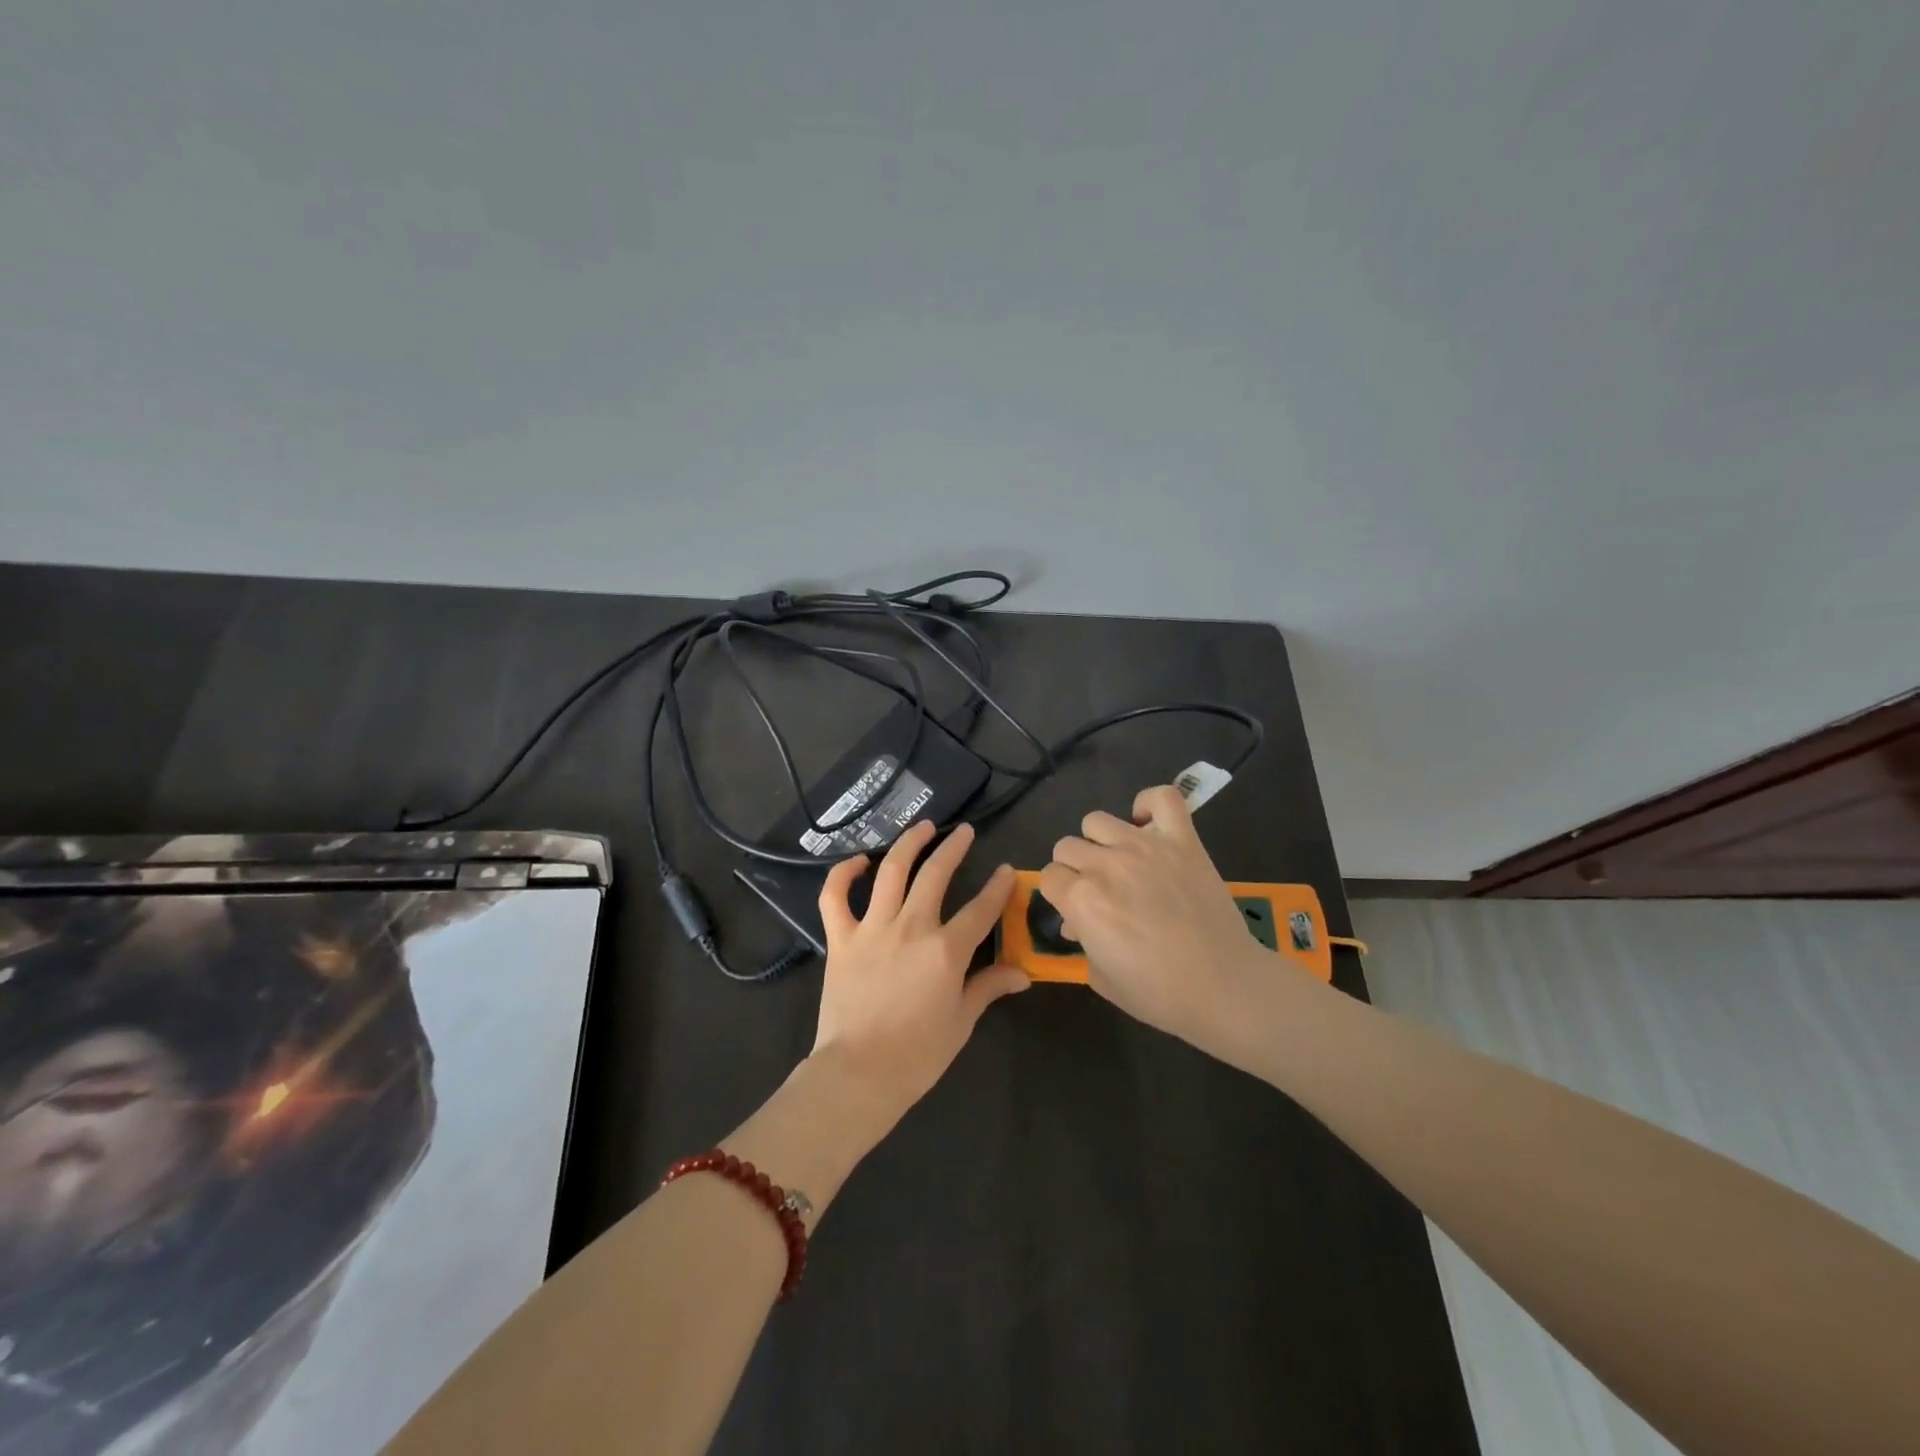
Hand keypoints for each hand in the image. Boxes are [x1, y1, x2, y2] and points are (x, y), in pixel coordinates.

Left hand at [810, 820, 1028, 1124]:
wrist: (858, 1074)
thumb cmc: (917, 1054)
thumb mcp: (961, 1021)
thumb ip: (989, 988)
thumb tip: (1022, 974)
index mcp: (946, 950)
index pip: (981, 909)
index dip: (998, 887)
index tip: (1006, 871)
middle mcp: (911, 927)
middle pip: (936, 875)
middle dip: (954, 848)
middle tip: (964, 832)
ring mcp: (872, 929)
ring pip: (891, 872)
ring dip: (909, 844)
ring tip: (923, 827)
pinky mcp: (841, 939)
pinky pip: (835, 897)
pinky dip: (843, 875)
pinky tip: (858, 862)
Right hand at [1040, 785, 1298, 1053]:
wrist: (1224, 986)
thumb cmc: (1159, 993)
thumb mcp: (1103, 978)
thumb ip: (1083, 944)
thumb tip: (1077, 924)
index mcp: (1081, 899)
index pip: (1048, 876)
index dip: (1060, 895)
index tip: (1075, 910)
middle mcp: (1105, 865)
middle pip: (1067, 846)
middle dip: (1075, 869)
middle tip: (1098, 891)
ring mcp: (1144, 846)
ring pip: (1096, 820)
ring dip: (1101, 841)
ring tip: (1120, 862)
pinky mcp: (1181, 840)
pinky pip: (1161, 798)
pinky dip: (1149, 805)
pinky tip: (1148, 825)